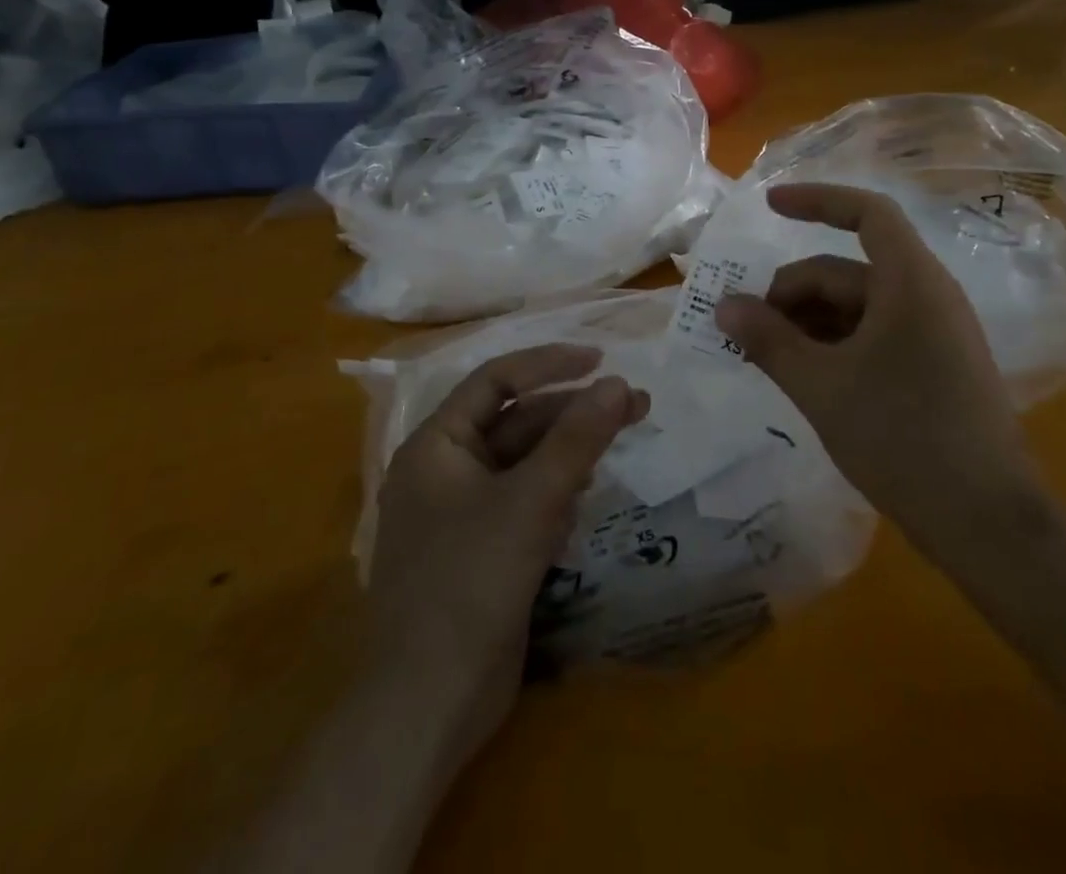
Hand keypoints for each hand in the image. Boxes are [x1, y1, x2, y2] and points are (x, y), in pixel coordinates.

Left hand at [367, 344, 647, 765]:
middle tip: (635, 405)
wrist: (429, 705)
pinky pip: (525, 502)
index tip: (601, 360)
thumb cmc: (469, 582)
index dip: (549, 364)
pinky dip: (555, 495)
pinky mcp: (483, 549)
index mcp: (437, 444)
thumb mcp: (530, 501)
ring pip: (525, 463)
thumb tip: (618, 383)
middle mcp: (445, 469)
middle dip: (573, 412)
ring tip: (620, 445)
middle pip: (517, 421)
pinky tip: (582, 504)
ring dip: (569, 454)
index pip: (497, 381)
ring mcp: (462, 512)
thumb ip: (576, 439)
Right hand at [713, 183, 1052, 570]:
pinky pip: (873, 335)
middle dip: (791, 294)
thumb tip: (723, 305)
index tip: (769, 206)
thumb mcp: (821, 387)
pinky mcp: (933, 367)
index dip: (816, 200)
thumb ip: (768, 340)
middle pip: (845, 270)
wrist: (988, 525)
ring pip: (856, 307)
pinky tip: (804, 377)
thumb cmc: (903, 439)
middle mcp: (927, 296)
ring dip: (807, 323)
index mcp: (911, 283)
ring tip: (767, 359)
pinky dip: (833, 345)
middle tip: (746, 333)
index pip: (866, 213)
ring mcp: (933, 333)